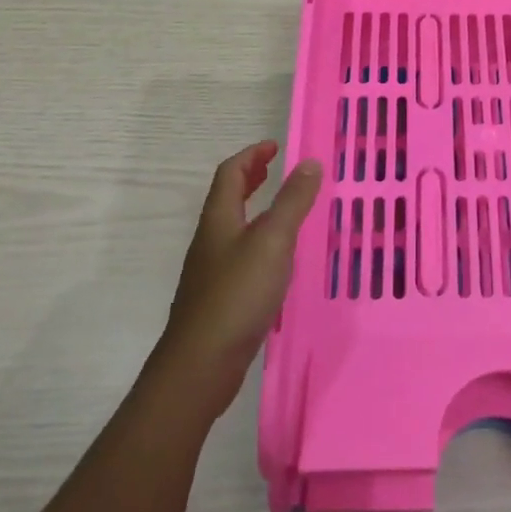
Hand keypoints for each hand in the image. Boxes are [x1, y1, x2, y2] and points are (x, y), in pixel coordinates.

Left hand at [155, 141, 321, 416]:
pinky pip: (241, 256)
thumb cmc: (237, 295)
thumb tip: (309, 162)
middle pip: (227, 198)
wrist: (200, 365)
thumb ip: (292, 202)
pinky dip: (260, 243)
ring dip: (256, 210)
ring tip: (285, 211)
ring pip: (234, 228)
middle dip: (250, 178)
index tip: (275, 146)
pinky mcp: (220, 299)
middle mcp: (211, 240)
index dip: (252, 156)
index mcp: (219, 220)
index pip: (230, 174)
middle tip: (275, 169)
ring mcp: (212, 272)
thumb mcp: (272, 241)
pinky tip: (279, 261)